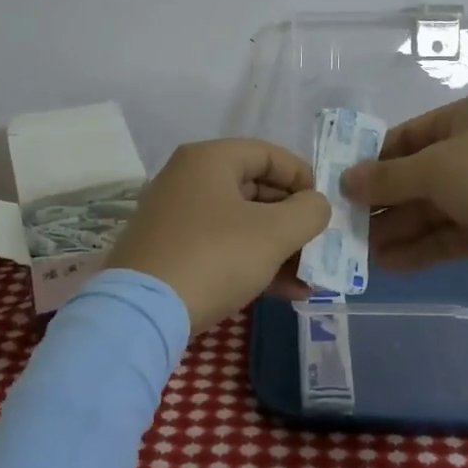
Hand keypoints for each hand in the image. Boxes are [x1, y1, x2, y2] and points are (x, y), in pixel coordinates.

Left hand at [107, 139, 331, 332]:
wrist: (141, 314)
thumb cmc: (213, 257)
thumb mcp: (272, 233)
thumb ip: (308, 212)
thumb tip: (316, 204)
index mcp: (209, 159)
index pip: (268, 153)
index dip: (303, 177)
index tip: (325, 207)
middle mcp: (189, 178)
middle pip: (255, 188)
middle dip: (293, 219)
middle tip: (320, 244)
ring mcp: (176, 216)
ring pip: (241, 222)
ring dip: (279, 247)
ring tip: (312, 276)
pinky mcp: (171, 251)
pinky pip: (223, 246)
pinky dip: (253, 262)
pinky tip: (287, 292)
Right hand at [339, 95, 467, 290]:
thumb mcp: (438, 168)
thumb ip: (390, 177)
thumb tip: (347, 179)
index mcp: (463, 121)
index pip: (406, 138)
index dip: (374, 161)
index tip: (341, 185)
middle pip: (416, 176)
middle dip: (383, 202)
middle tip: (345, 226)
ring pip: (430, 210)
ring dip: (398, 229)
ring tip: (360, 252)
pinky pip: (448, 236)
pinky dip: (421, 248)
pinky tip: (390, 265)